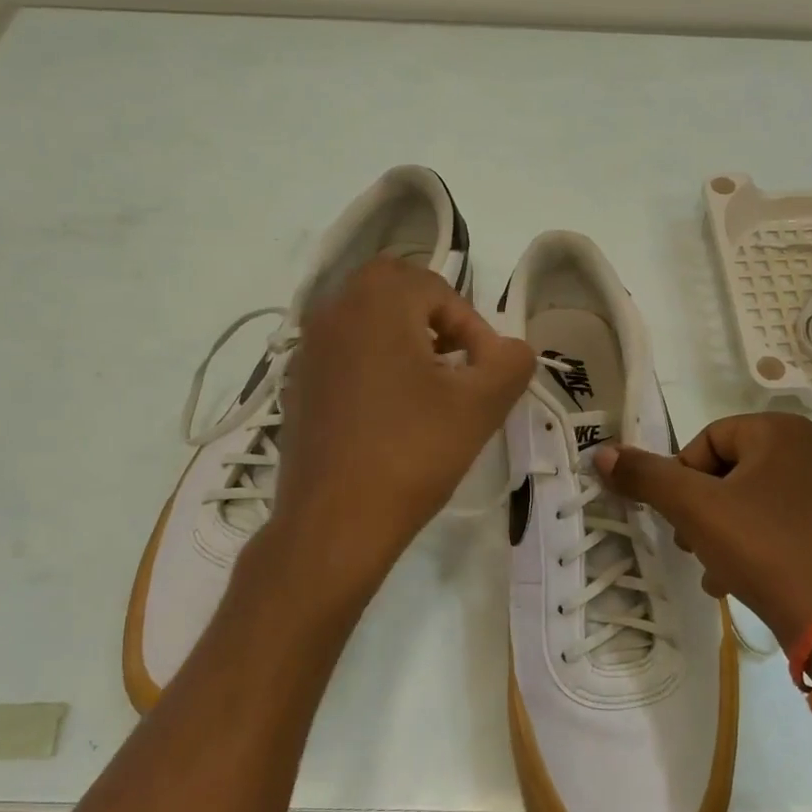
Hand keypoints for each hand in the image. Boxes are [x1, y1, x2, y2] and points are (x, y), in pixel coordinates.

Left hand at [273, 257, 534, 578]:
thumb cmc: (412, 453)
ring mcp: (309, 349)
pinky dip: (375, 363)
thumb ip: (511, 363)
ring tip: (431, 389)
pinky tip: (392, 413)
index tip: (487, 373)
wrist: (335, 522)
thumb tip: (513, 350)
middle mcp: (334, 311)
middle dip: (436, 319)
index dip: (474, 327)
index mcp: (377, 302)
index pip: (439, 290)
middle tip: (459, 364)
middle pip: (396, 291)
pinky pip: (345, 352)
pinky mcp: (298, 384)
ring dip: (405, 339)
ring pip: (367, 319)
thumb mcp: (481, 405)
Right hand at [594, 412, 811, 653]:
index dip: (682, 479)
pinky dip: (752, 543)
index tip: (679, 518)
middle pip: (728, 470)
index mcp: (782, 431)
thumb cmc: (763, 547)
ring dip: (720, 530)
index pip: (707, 441)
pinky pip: (779, 521)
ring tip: (711, 568)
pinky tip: (737, 579)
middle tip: (690, 544)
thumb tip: (603, 453)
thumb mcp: (694, 509)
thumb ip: (646, 476)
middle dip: (700, 509)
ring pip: (751, 499)